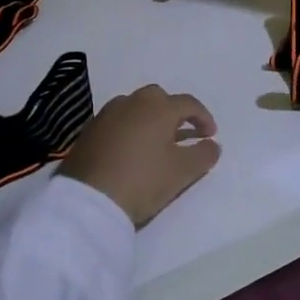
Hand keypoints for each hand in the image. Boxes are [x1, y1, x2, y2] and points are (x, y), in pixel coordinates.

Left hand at [60, 86, 221, 226]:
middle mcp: (131, 102)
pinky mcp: (89, 131)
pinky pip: (117, 122)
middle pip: (159, 99)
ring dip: (150, 120)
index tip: (210, 136)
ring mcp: (106, 115)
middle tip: (183, 134)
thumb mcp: (183, 171)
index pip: (188, 103)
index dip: (204, 118)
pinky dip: (130, 130)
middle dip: (174, 113)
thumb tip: (212, 144)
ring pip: (135, 108)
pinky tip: (132, 151)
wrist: (88, 200)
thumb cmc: (143, 180)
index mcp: (158, 107)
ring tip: (157, 143)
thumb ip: (204, 154)